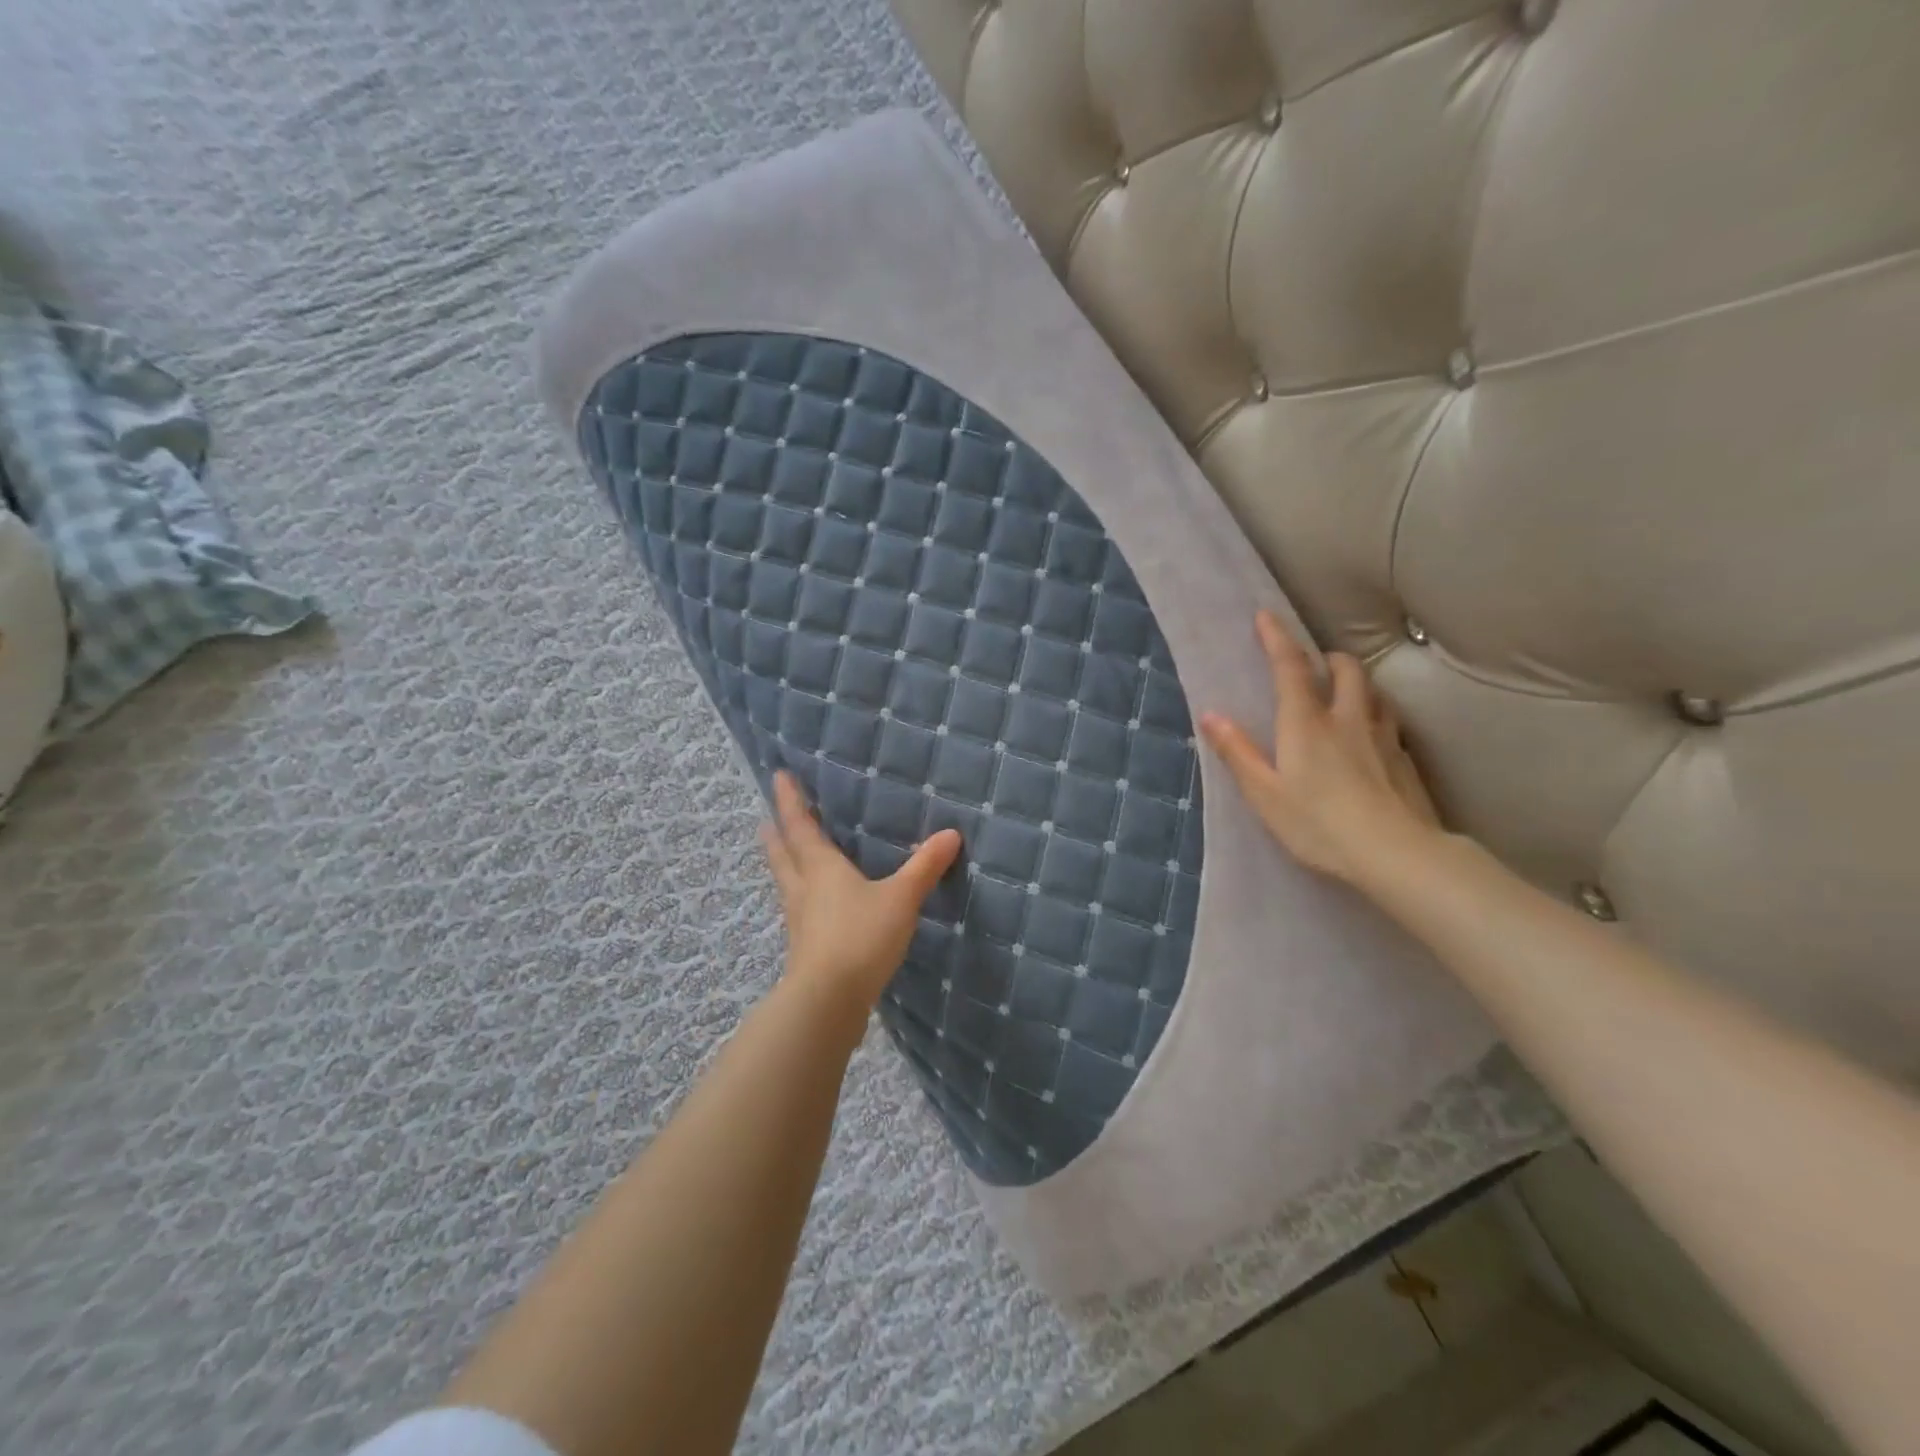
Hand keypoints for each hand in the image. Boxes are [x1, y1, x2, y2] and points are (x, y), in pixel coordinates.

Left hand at [760, 771, 962, 1009]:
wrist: (828, 1001)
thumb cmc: (860, 937)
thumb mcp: (900, 898)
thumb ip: (924, 867)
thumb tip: (950, 833)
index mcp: (820, 868)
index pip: (800, 826)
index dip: (789, 800)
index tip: (779, 776)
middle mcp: (803, 889)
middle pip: (783, 854)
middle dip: (778, 834)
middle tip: (769, 820)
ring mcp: (800, 921)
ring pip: (787, 883)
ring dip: (785, 864)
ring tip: (786, 855)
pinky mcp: (805, 948)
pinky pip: (800, 910)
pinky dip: (801, 897)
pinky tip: (813, 907)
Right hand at [1199, 611, 1442, 888]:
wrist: (1396, 854)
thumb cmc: (1318, 824)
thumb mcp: (1265, 793)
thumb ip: (1238, 752)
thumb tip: (1211, 714)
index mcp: (1306, 723)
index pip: (1290, 668)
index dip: (1276, 639)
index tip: (1266, 616)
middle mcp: (1347, 719)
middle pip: (1345, 670)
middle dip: (1328, 657)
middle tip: (1315, 664)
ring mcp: (1383, 737)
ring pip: (1374, 692)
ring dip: (1357, 682)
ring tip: (1345, 693)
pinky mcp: (1406, 760)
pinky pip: (1391, 722)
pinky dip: (1376, 714)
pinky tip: (1372, 736)